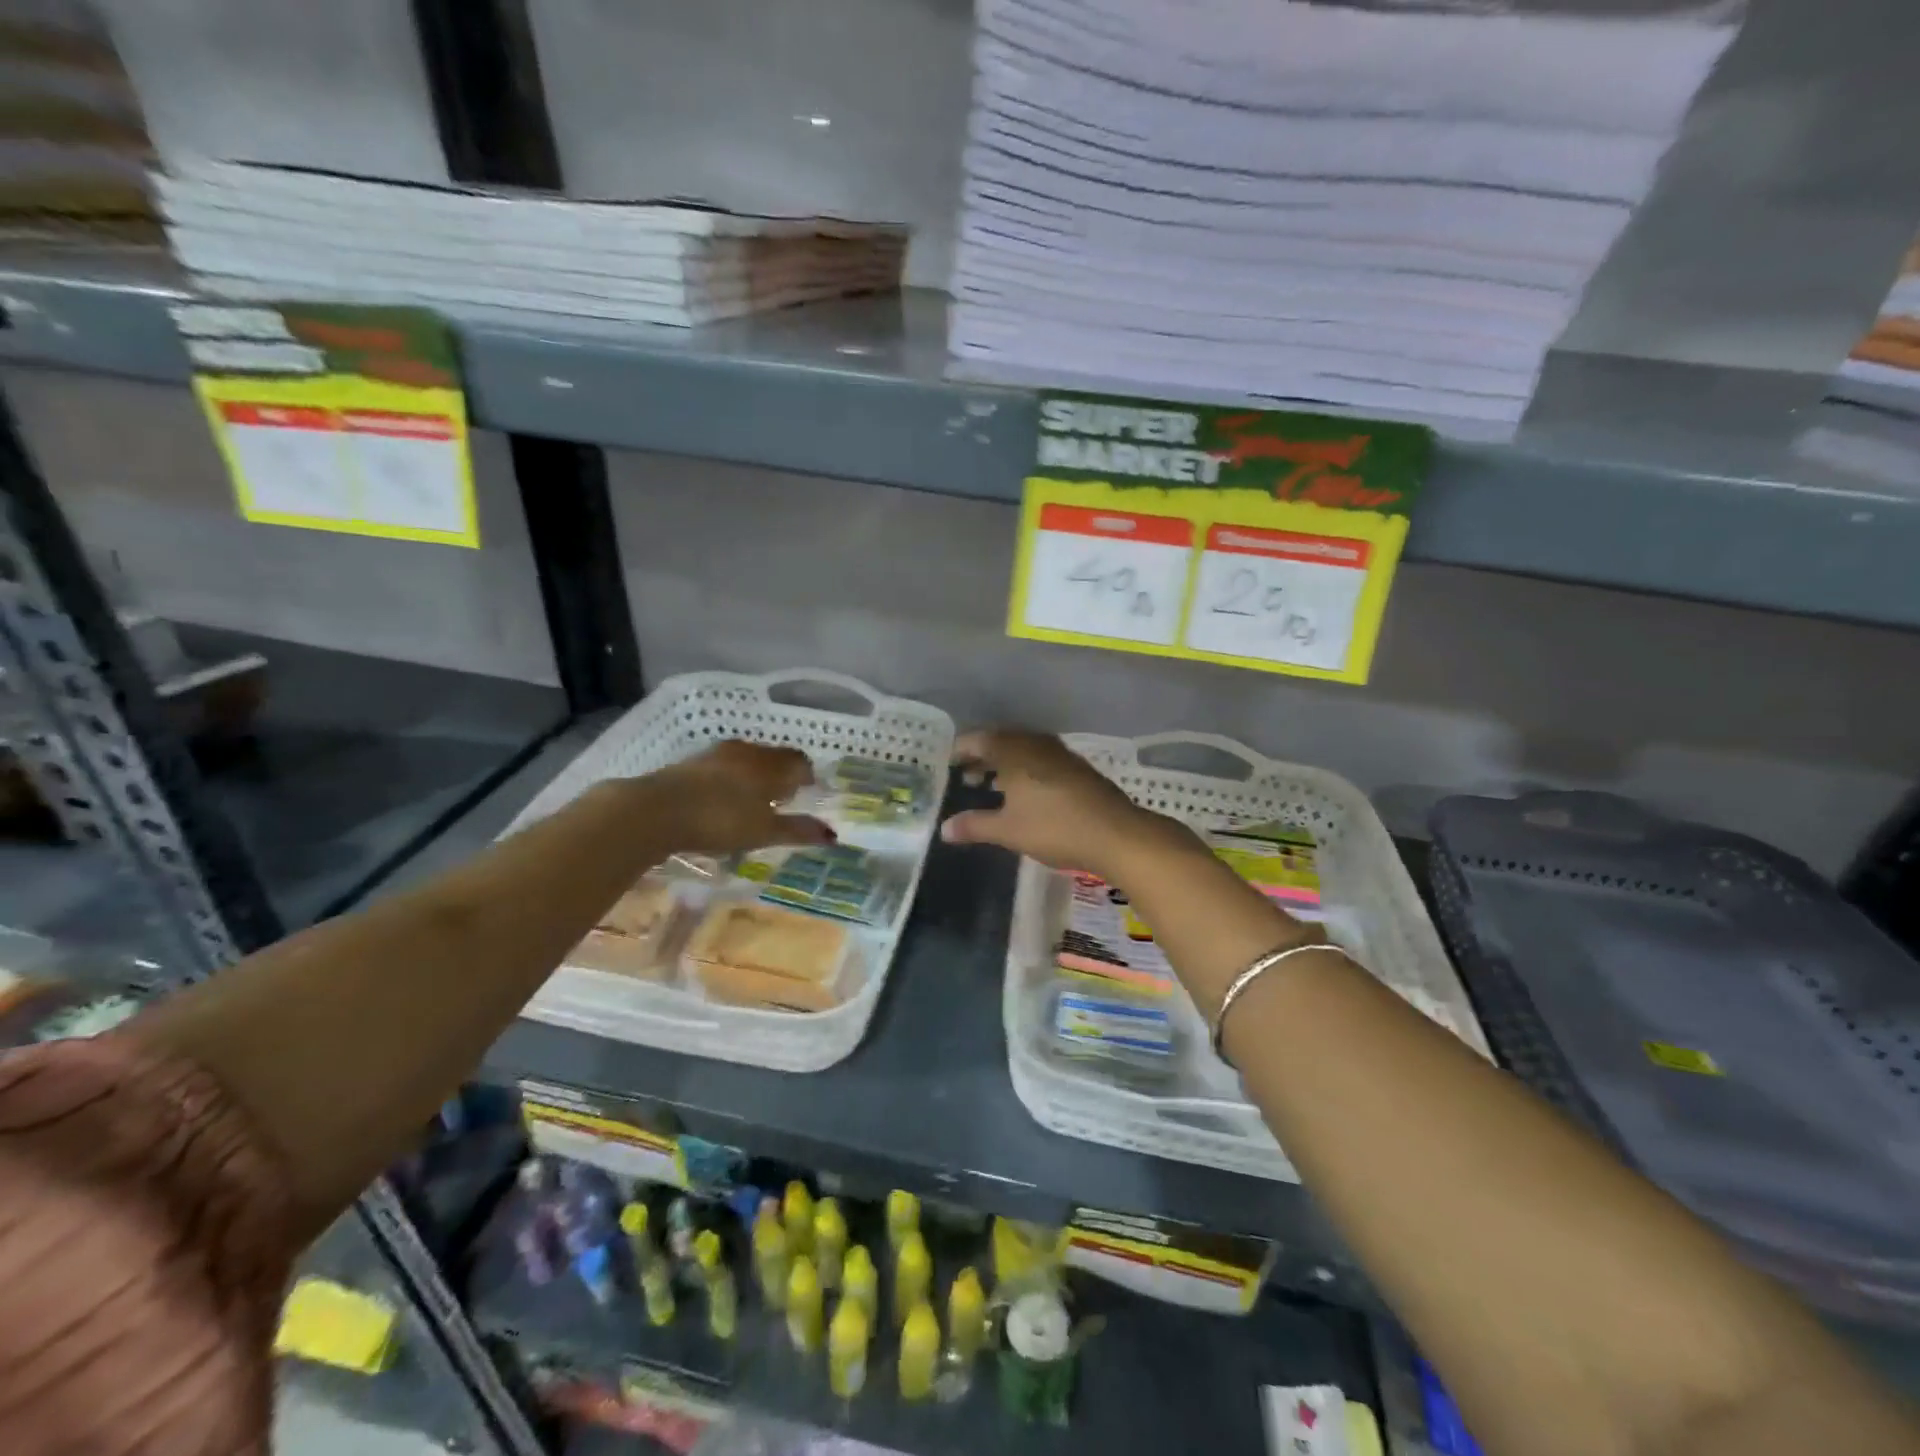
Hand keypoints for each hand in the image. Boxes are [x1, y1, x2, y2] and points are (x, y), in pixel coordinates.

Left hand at [648, 741, 833, 854]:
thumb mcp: (763, 831)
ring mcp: (717, 754)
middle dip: (783, 773)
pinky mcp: (692, 762)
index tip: (809, 792)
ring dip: (757, 773)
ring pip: (748, 758)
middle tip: (785, 795)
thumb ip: (797, 830)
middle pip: (774, 757)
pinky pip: (724, 764)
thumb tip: (833, 835)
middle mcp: (747, 752)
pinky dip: (732, 777)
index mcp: (770, 765)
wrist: (657, 810)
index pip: (799, 761)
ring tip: (755, 796)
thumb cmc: (720, 820)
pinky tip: (724, 796)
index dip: (807, 775)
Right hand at [939, 729, 1192, 880]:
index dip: (960, 750)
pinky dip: (1025, 769)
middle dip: (981, 756)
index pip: (978, 740)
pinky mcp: (1077, 768)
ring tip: (990, 784)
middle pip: (1001, 741)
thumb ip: (975, 826)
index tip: (946, 763)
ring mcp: (1060, 754)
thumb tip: (944, 828)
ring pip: (1023, 750)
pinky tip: (1025, 792)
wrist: (1116, 834)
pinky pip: (1041, 759)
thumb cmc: (1054, 828)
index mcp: (1014, 751)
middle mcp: (1035, 744)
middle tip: (965, 775)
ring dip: (1004, 763)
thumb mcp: (1008, 830)